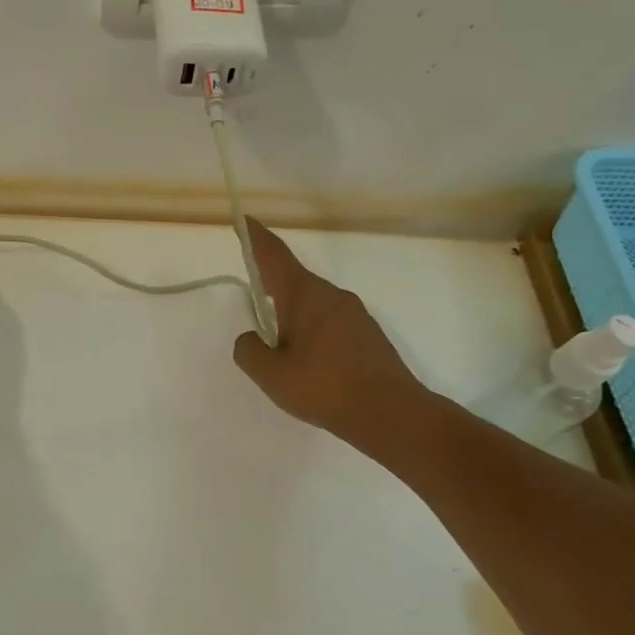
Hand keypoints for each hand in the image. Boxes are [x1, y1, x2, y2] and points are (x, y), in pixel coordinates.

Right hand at [231, 217, 430, 451]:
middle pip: (293, 280)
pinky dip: (311, 332)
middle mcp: (331, 295)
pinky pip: (329, 322)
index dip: (255, 237)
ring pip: (312, 304)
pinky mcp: (367, 334)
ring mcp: (354, 313)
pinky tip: (310, 363)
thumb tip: (251, 338)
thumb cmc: (324, 388)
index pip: (273, 255)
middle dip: (271, 286)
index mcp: (304, 295)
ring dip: (292, 316)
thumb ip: (249, 350)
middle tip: (255, 301)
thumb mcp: (271, 374)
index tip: (244, 220)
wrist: (391, 414)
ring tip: (281, 349)